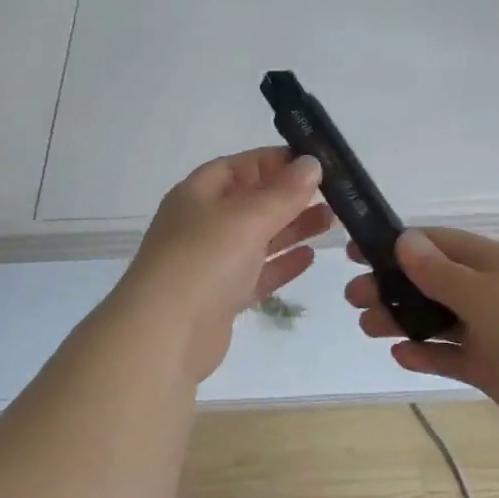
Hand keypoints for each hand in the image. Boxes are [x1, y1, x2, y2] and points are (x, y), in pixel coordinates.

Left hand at [121, 147, 333, 383]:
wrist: (164, 335)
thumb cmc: (204, 260)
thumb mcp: (247, 217)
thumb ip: (283, 192)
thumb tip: (311, 163)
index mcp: (198, 194)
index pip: (240, 165)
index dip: (275, 161)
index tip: (315, 163)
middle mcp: (202, 224)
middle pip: (251, 201)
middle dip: (290, 196)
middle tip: (334, 194)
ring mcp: (211, 263)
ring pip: (258, 238)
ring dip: (292, 228)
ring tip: (331, 221)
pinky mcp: (222, 298)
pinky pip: (257, 273)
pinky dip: (282, 264)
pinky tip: (310, 257)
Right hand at [345, 228, 498, 445]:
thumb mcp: (484, 295)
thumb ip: (440, 272)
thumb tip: (404, 240)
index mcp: (492, 264)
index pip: (436, 244)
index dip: (397, 245)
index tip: (357, 253)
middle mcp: (489, 292)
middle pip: (431, 282)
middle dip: (392, 286)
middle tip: (354, 297)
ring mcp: (491, 331)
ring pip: (437, 319)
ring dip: (402, 320)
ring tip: (367, 326)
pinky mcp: (492, 367)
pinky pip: (451, 355)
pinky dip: (426, 354)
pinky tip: (400, 354)